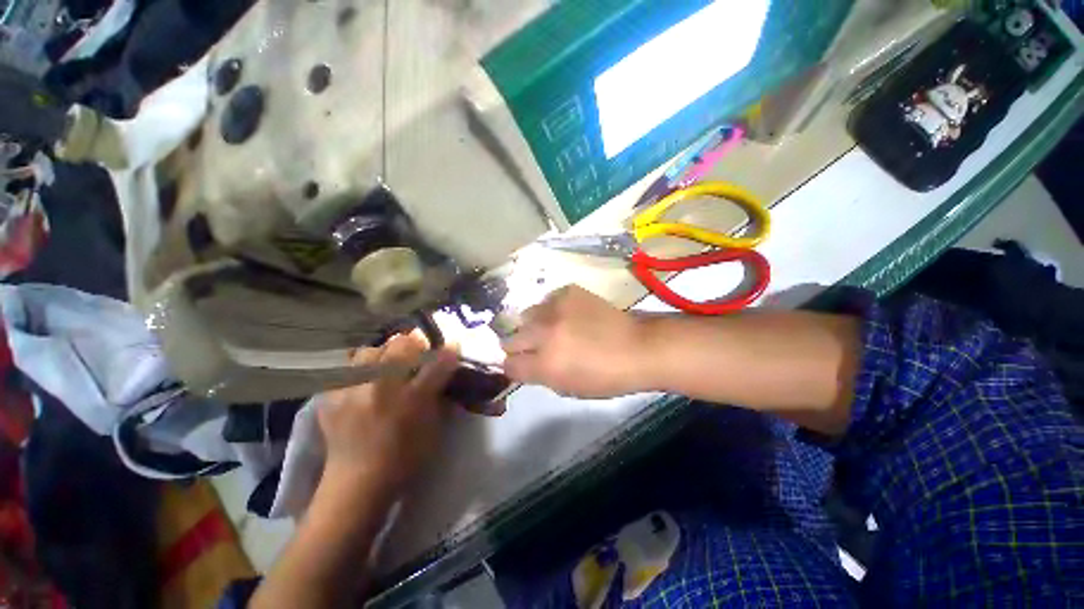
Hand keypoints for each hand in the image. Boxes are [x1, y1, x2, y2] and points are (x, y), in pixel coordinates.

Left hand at [317, 334, 457, 495]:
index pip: (436, 361)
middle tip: (417, 358)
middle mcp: (380, 387)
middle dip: (415, 346)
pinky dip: (362, 370)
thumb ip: (439, 392)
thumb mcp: (433, 426)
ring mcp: (350, 390)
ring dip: (385, 355)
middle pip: (400, 343)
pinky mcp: (330, 397)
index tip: (451, 349)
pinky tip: (366, 384)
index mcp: (410, 398)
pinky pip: (349, 368)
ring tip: (388, 369)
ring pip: (372, 350)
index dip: (447, 352)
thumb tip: (446, 366)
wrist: (357, 486)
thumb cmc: (405, 457)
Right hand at [502, 286, 651, 397]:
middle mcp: (544, 333)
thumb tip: (521, 364)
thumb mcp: (568, 388)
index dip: (512, 366)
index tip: (520, 364)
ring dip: (535, 325)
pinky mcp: (568, 291)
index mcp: (545, 364)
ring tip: (552, 328)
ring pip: (526, 315)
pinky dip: (553, 309)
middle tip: (534, 346)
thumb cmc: (606, 377)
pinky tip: (568, 315)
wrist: (637, 347)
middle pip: (510, 338)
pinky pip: (547, 300)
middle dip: (518, 345)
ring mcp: (556, 308)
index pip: (508, 364)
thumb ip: (539, 375)